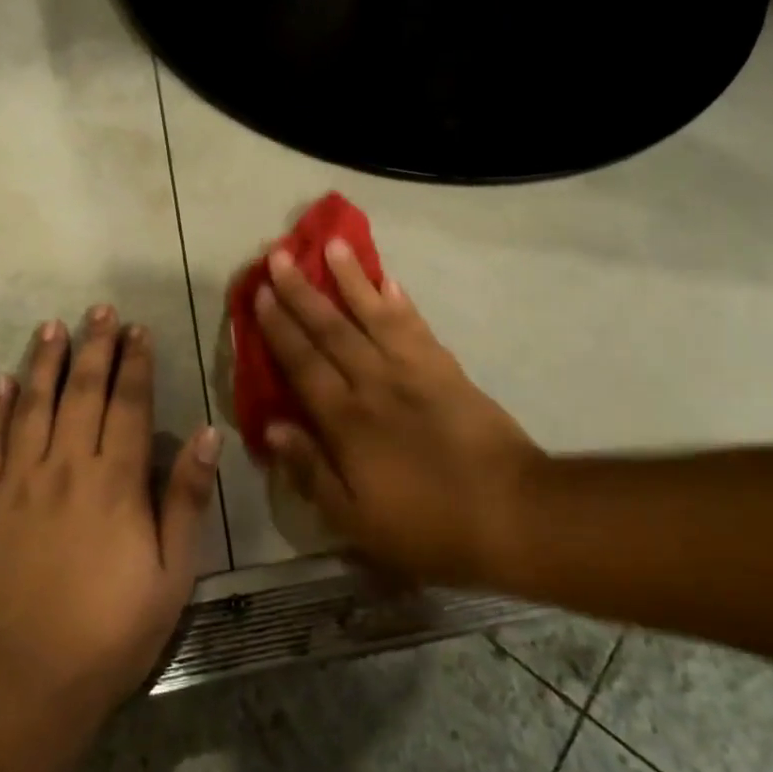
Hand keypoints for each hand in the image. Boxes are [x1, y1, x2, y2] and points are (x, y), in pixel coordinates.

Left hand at [0, 307, 219, 724]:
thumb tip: (207, 434)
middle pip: (80, 394)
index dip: (134, 363)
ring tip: (51, 327)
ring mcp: (18, 486)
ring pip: (33, 408)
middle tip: (98, 310)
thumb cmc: (109, 632)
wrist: (19, 684)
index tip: (138, 329)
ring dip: (44, 364)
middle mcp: (64, 469)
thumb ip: (185, 499)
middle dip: (93, 348)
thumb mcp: (170, 573)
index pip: (127, 405)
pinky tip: (1, 384)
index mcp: (114, 483)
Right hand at [254, 245, 545, 584]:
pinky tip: (388, 280)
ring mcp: (414, 370)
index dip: (278, 327)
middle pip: (332, 329)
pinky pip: (416, 326)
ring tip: (332, 245)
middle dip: (302, 292)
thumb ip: (311, 470)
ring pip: (374, 315)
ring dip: (350, 279)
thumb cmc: (427, 526)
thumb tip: (272, 427)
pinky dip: (400, 301)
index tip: (260, 293)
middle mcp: (374, 383)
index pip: (303, 363)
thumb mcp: (356, 520)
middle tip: (280, 256)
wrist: (511, 512)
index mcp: (346, 421)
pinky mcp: (447, 369)